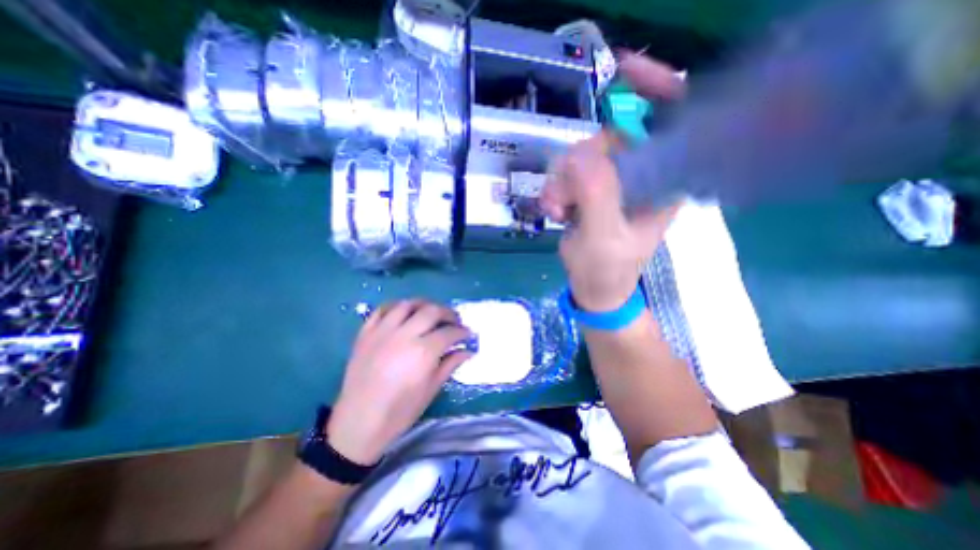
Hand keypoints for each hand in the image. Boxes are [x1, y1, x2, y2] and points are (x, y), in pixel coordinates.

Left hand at [325, 302, 472, 463]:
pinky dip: (396, 306)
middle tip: (454, 321)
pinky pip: (382, 309)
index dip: (462, 331)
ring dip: (424, 304)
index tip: (467, 334)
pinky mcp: (365, 333)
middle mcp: (404, 335)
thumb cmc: (399, 411)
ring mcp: (382, 332)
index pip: (449, 332)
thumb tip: (468, 351)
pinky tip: (404, 312)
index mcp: (423, 352)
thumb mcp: (430, 390)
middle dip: (448, 313)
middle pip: (431, 311)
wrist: (358, 423)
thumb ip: (450, 365)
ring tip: (431, 312)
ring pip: (407, 304)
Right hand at [540, 57, 683, 313]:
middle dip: (578, 161)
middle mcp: (643, 175)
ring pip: (583, 155)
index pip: (673, 121)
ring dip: (561, 179)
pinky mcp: (593, 189)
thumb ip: (597, 195)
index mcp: (665, 183)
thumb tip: (580, 152)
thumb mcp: (603, 238)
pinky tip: (553, 208)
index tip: (625, 72)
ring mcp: (615, 181)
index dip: (657, 88)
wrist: (593, 289)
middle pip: (611, 137)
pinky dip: (555, 187)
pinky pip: (569, 172)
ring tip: (556, 209)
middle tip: (562, 196)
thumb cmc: (606, 270)